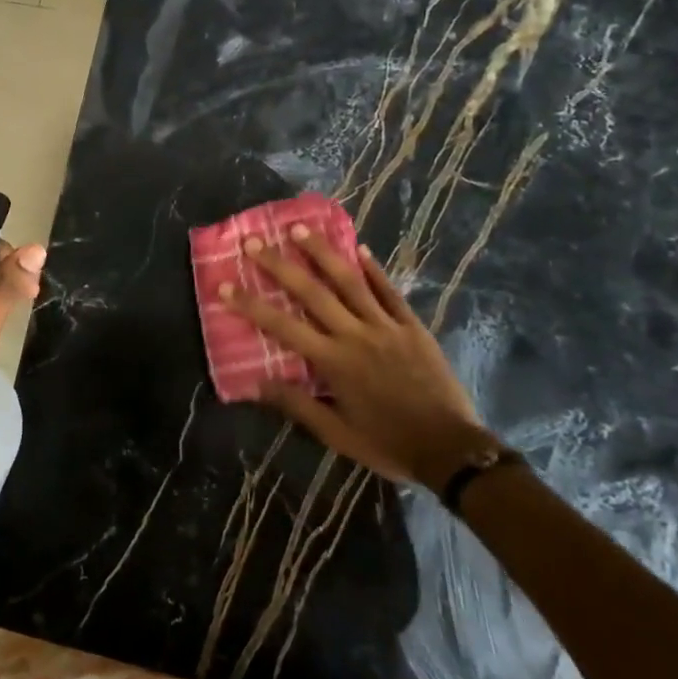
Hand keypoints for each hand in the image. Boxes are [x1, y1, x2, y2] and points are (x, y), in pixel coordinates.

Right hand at [219, 226, 490, 489]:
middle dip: (280, 265)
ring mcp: (386, 326)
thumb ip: (298, 406)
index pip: (282, 326)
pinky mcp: (412, 326)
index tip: (225, 285)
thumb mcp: (338, 435)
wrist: (452, 449)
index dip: (251, 305)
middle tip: (255, 241)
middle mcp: (355, 335)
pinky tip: (359, 248)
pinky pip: (389, 291)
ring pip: (349, 281)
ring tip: (300, 228)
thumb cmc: (389, 444)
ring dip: (322, 252)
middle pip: (312, 292)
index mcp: (333, 362)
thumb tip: (257, 384)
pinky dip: (373, 269)